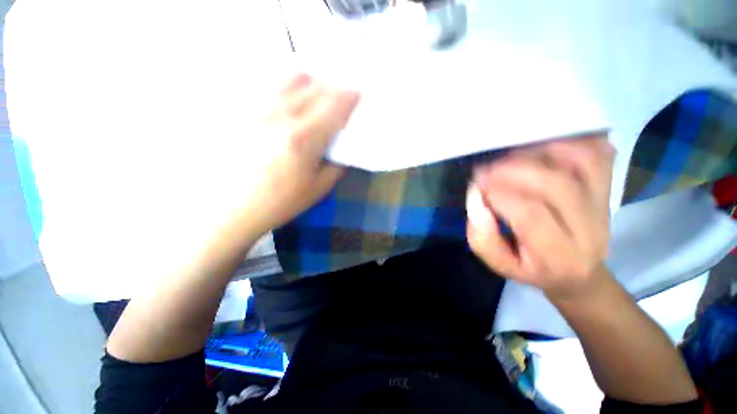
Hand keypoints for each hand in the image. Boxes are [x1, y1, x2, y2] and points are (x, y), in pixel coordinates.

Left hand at [236, 74, 360, 236]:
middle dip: (335, 88)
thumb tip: (344, 151)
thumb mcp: (318, 189)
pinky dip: (290, 87)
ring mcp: (258, 109)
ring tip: (317, 96)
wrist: (230, 208)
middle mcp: (281, 116)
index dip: (350, 97)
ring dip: (313, 83)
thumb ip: (337, 167)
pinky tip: (292, 102)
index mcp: (304, 139)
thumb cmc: (279, 202)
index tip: (358, 96)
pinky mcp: (243, 110)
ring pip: (292, 78)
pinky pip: (272, 85)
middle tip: (341, 98)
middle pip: (316, 86)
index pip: (334, 105)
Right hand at [466, 136, 614, 300]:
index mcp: (558, 256)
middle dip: (512, 170)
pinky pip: (597, 153)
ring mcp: (604, 204)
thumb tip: (476, 196)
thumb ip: (481, 236)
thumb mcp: (497, 263)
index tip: (476, 184)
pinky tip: (541, 146)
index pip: (531, 215)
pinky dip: (569, 141)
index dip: (498, 193)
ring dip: (537, 152)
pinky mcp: (609, 188)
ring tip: (508, 158)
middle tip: (485, 168)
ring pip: (580, 162)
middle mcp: (589, 230)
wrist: (579, 274)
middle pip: (555, 185)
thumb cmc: (531, 268)